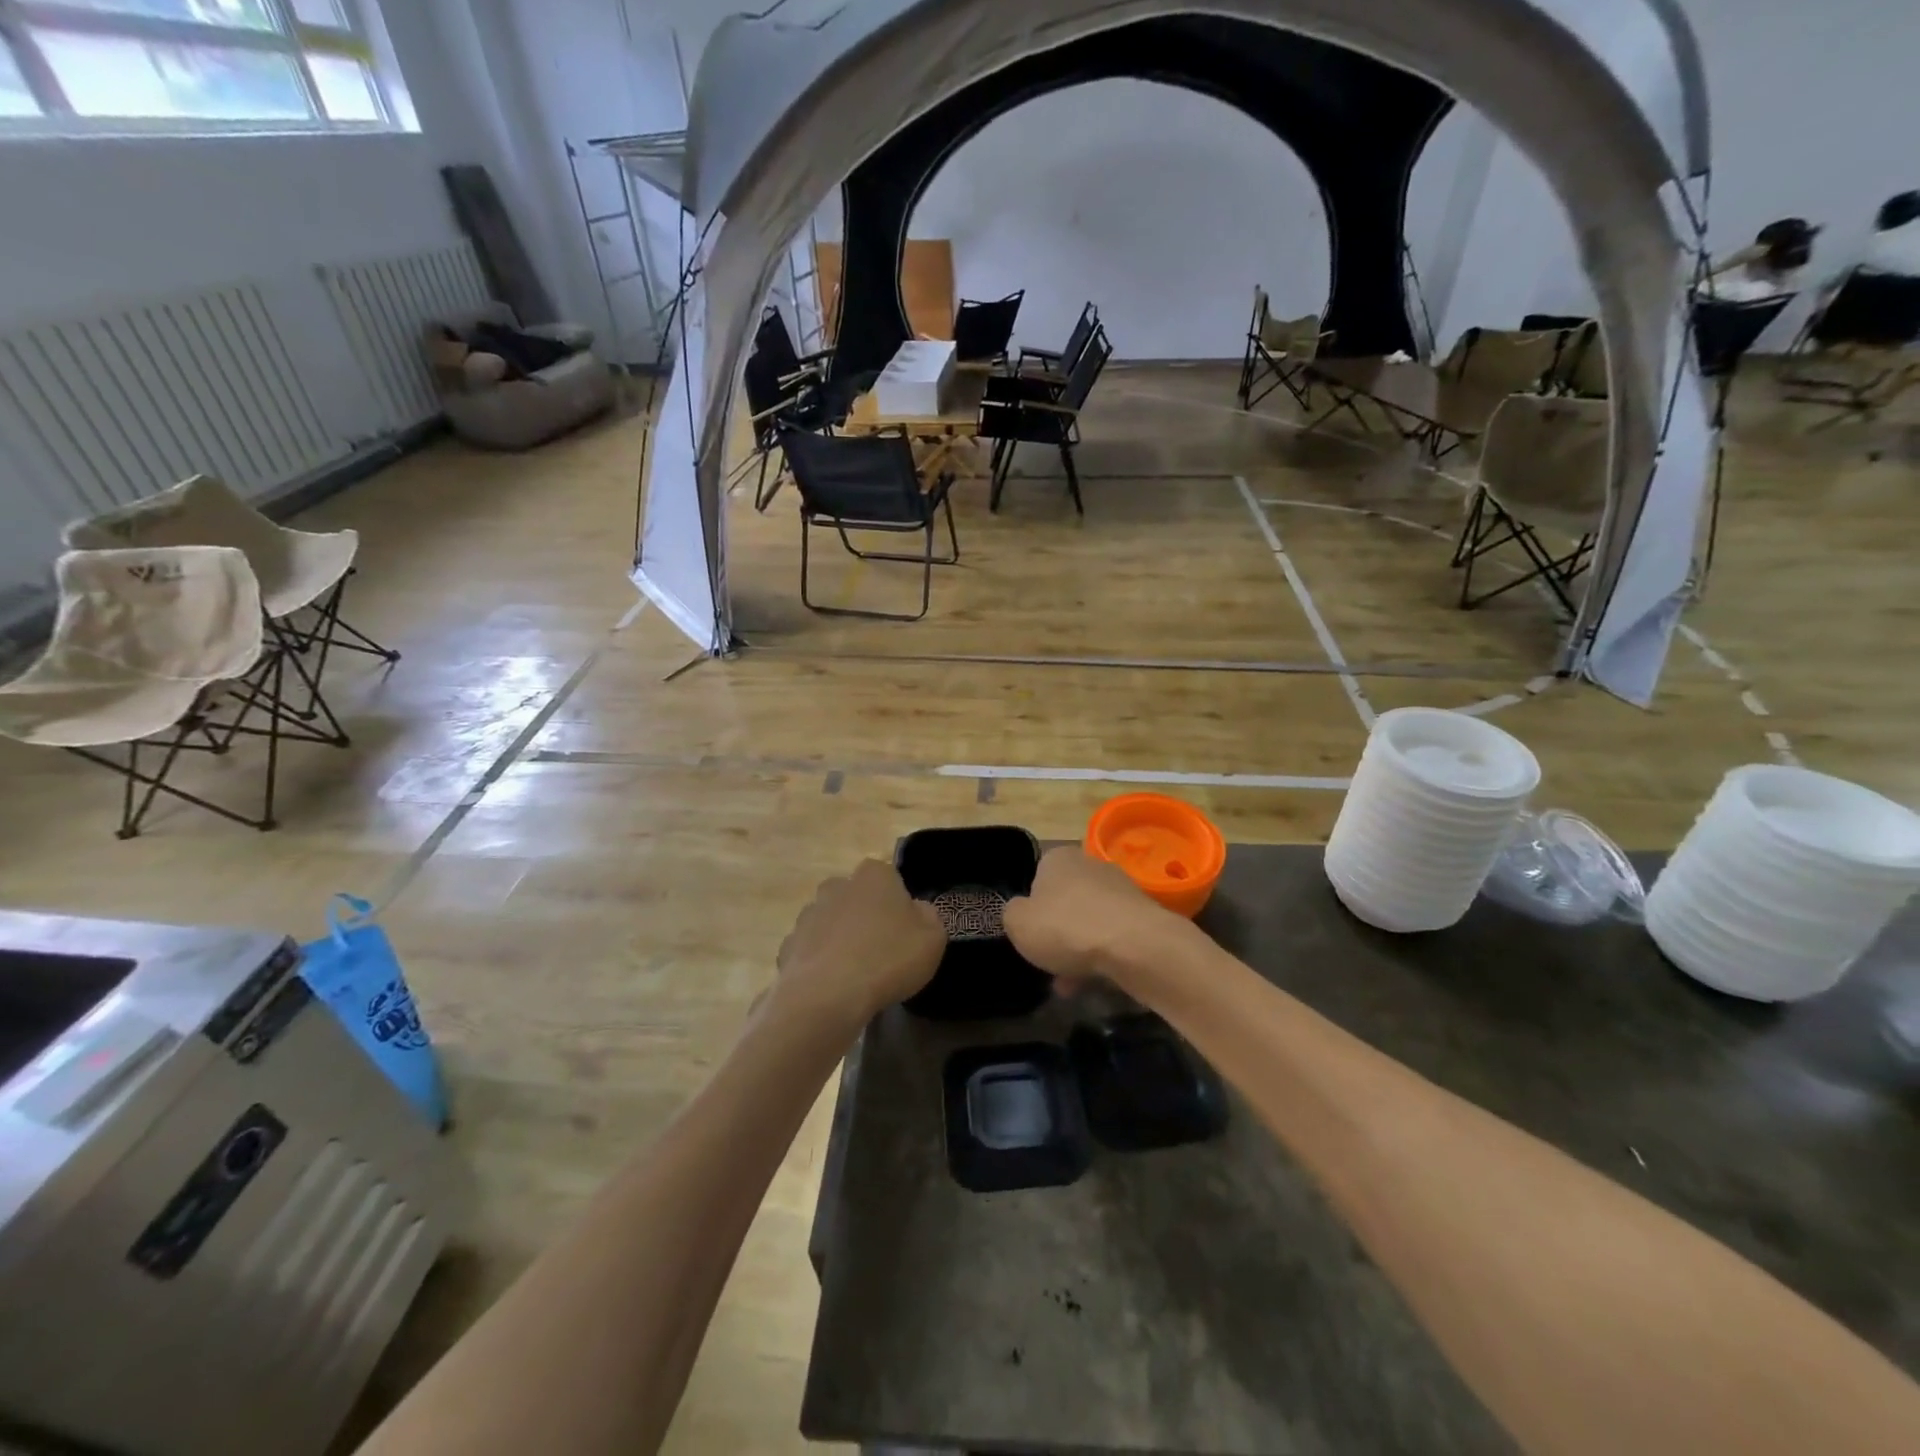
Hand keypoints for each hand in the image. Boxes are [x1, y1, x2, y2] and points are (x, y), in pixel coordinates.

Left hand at [773, 860, 944, 1028]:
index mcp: (874, 875)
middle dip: (865, 917)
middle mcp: (837, 886)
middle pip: (856, 897)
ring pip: (830, 923)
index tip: (905, 930)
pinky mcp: (788, 946)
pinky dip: (820, 964)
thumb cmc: (888, 959)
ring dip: (841, 940)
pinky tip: (831, 988)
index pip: (889, 877)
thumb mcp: (933, 938)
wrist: (827, 996)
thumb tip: (917, 910)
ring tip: (856, 975)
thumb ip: (928, 916)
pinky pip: (811, 951)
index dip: (898, 903)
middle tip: (881, 950)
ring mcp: (808, 915)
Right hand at [1001, 846, 1187, 991]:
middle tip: (1048, 962)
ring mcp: (1121, 889)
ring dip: (1079, 949)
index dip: (1031, 908)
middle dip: (1057, 933)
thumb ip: (1012, 914)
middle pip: (1066, 901)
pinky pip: (1113, 936)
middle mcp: (1091, 865)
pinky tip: (1096, 981)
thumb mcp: (1017, 923)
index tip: (1030, 935)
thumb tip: (1021, 912)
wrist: (1135, 946)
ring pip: (1090, 921)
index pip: (1037, 877)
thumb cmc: (1066, 927)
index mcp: (1058, 858)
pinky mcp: (1143, 915)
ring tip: (1070, 984)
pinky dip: (1103, 955)